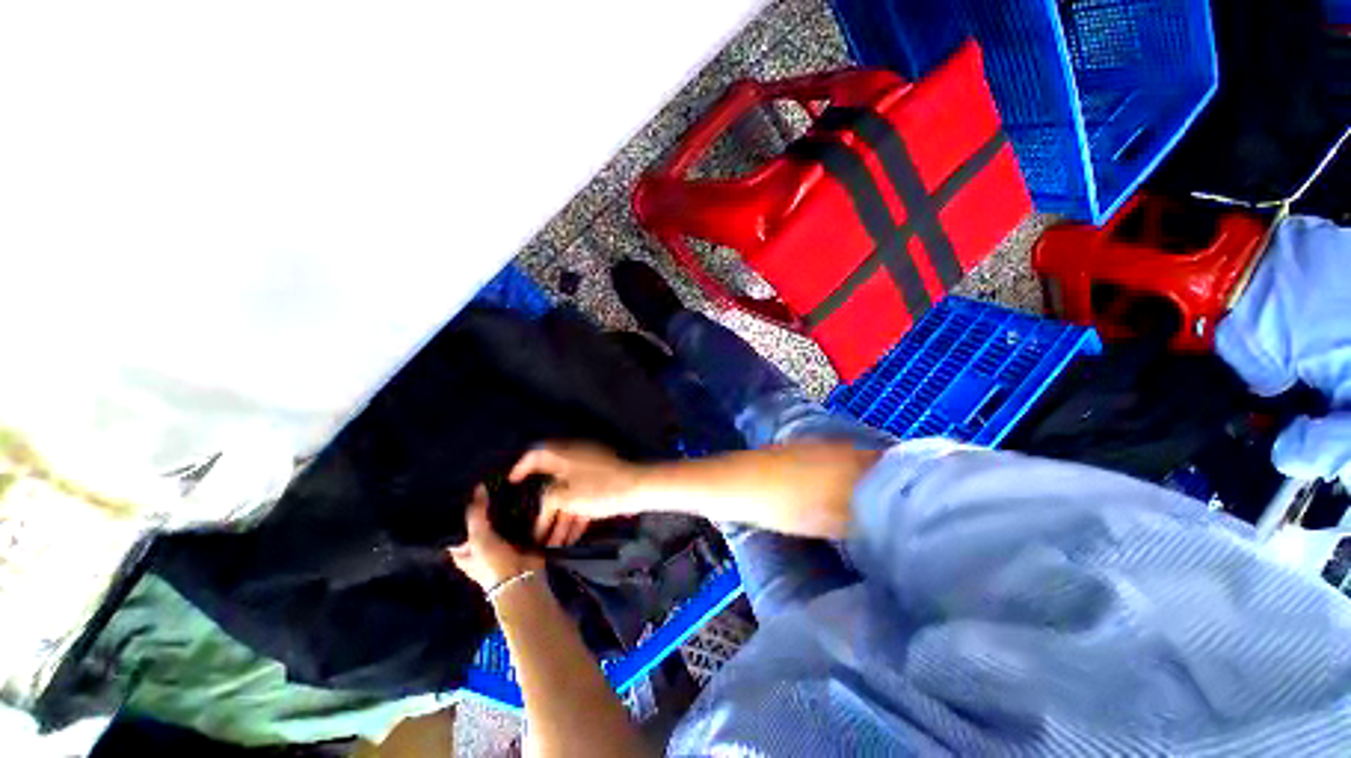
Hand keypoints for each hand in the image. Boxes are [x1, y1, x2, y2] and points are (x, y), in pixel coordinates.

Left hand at [448, 487, 543, 591]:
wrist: (522, 577)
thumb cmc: (492, 563)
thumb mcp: (478, 538)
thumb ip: (476, 513)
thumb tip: (479, 487)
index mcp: (463, 551)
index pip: (457, 528)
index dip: (460, 511)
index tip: (466, 490)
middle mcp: (480, 547)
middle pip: (481, 522)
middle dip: (486, 507)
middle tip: (491, 483)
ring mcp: (500, 542)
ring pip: (501, 520)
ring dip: (505, 508)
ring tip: (507, 484)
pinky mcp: (519, 539)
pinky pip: (518, 522)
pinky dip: (520, 512)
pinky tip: (523, 495)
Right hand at [510, 444, 645, 538]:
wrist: (638, 488)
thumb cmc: (599, 489)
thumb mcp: (567, 497)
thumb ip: (549, 499)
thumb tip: (544, 503)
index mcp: (565, 454)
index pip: (537, 454)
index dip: (522, 467)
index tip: (512, 484)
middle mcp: (576, 460)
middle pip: (553, 482)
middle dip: (544, 509)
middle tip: (533, 529)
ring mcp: (590, 472)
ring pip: (569, 494)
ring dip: (560, 519)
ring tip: (550, 545)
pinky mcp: (602, 483)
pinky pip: (582, 499)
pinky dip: (575, 516)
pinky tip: (569, 540)